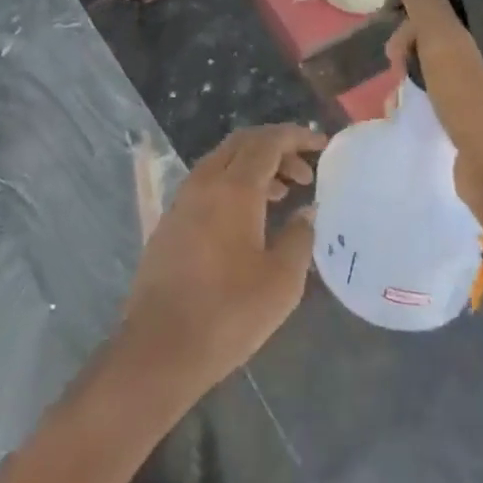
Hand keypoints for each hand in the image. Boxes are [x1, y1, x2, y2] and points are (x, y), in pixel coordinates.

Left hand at [118, 124, 324, 397]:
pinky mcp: (171, 220)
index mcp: (233, 188)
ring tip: (284, 193)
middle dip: (277, 147)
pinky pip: (208, 182)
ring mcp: (182, 199)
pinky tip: (249, 216)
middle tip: (305, 172)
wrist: (161, 346)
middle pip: (242, 143)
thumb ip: (299, 237)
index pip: (267, 142)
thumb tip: (307, 212)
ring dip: (255, 166)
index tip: (322, 145)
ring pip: (223, 161)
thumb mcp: (281, 281)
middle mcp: (204, 182)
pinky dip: (234, 183)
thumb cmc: (229, 313)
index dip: (296, 136)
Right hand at [387, 0, 482, 243]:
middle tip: (396, 56)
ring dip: (418, 60)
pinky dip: (431, 84)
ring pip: (450, 48)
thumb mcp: (447, 49)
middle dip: (417, 33)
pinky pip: (455, 78)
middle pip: (453, 15)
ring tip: (400, 83)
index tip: (398, 15)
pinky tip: (409, 101)